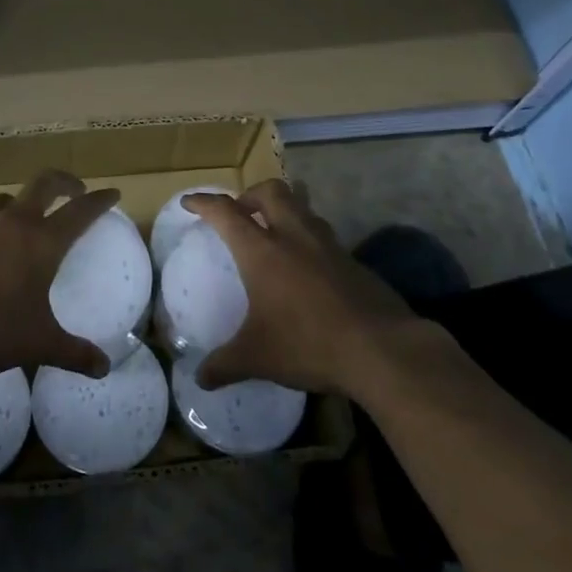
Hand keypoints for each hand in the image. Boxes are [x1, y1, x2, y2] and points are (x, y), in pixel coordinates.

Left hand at [0, 169, 116, 379]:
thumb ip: (74, 353)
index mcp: (42, 241)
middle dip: (64, 182)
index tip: (112, 193)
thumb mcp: (39, 343)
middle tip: (75, 190)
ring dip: (24, 202)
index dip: (99, 200)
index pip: (79, 211)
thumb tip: (103, 368)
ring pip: (8, 199)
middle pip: (44, 184)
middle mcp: (14, 224)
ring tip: (30, 219)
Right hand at [184, 179, 437, 397]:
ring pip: (302, 207)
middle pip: (271, 191)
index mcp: (262, 250)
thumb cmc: (309, 344)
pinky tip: (308, 268)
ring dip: (284, 211)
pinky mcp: (354, 261)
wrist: (382, 349)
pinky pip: (324, 235)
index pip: (226, 212)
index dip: (204, 202)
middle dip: (251, 195)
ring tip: (275, 234)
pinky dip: (309, 239)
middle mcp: (294, 236)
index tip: (189, 201)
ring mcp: (328, 245)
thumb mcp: (258, 358)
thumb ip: (225, 365)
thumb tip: (200, 379)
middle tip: (241, 214)